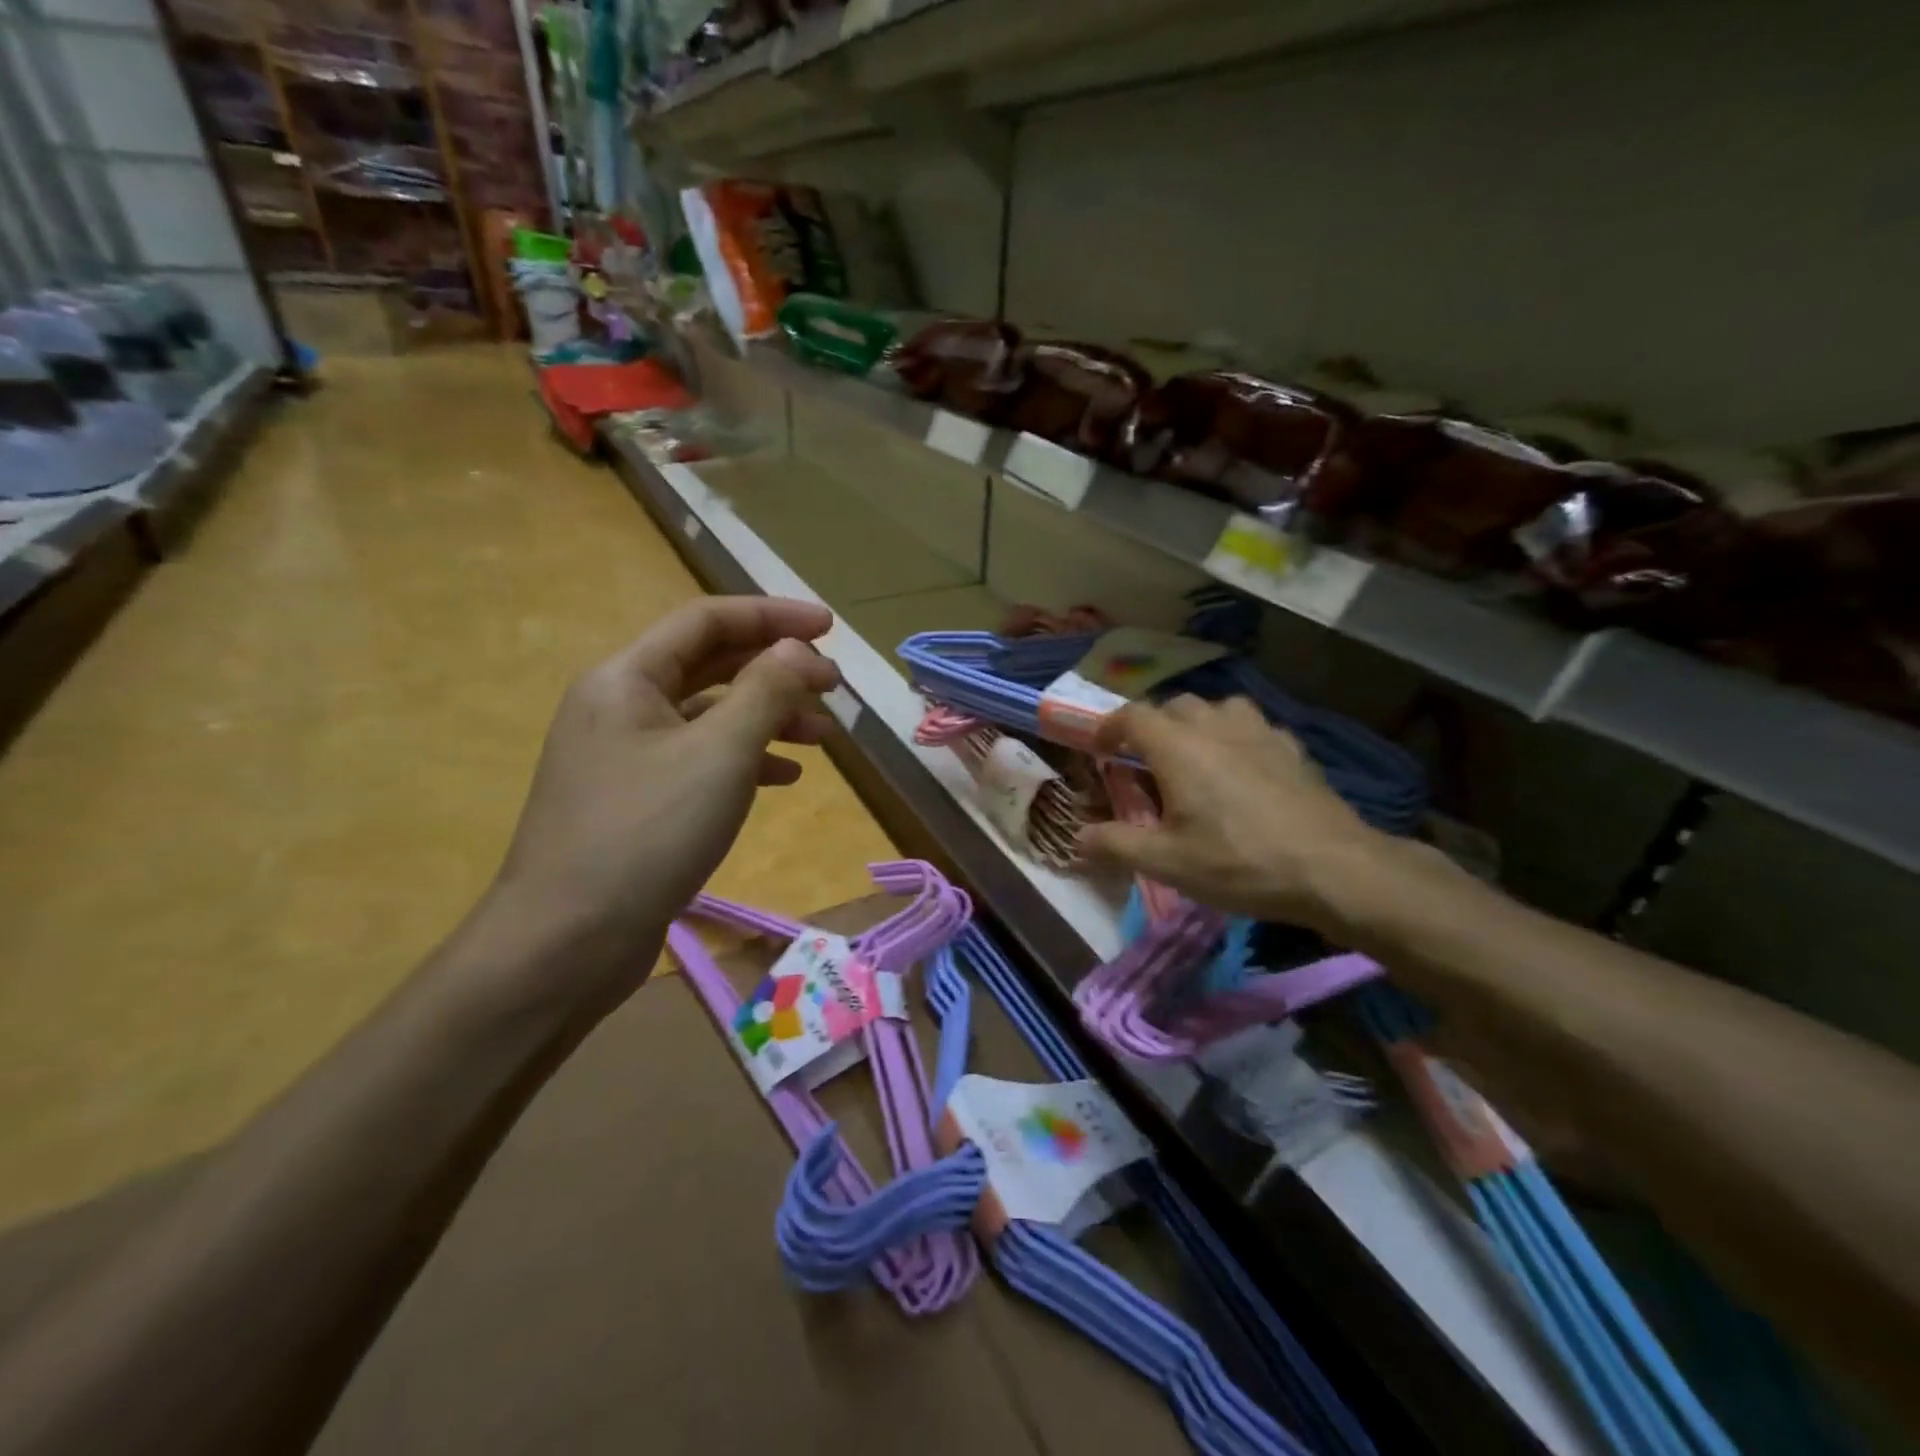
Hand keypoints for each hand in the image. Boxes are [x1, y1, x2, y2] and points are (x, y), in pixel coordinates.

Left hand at [481, 597, 840, 1006]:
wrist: (566, 942)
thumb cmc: (646, 834)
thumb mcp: (719, 754)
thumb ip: (765, 691)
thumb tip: (797, 649)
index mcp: (628, 679)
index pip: (707, 621)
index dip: (772, 615)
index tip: (830, 628)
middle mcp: (621, 706)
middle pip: (710, 665)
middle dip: (776, 670)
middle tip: (834, 686)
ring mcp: (625, 756)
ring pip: (709, 716)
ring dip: (768, 717)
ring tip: (823, 737)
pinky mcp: (636, 801)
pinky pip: (700, 760)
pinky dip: (745, 759)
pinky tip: (784, 777)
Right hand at [1076, 695, 1390, 932]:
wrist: (1333, 868)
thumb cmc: (1239, 862)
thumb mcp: (1167, 863)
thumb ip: (1115, 845)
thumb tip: (1076, 837)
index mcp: (1177, 747)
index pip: (1132, 716)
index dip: (1109, 728)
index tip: (1099, 748)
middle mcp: (1214, 725)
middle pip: (1173, 705)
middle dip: (1152, 727)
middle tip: (1145, 762)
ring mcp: (1259, 731)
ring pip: (1216, 708)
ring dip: (1196, 724)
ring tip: (1194, 757)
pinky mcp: (1292, 746)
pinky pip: (1252, 726)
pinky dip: (1235, 737)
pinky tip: (1243, 768)